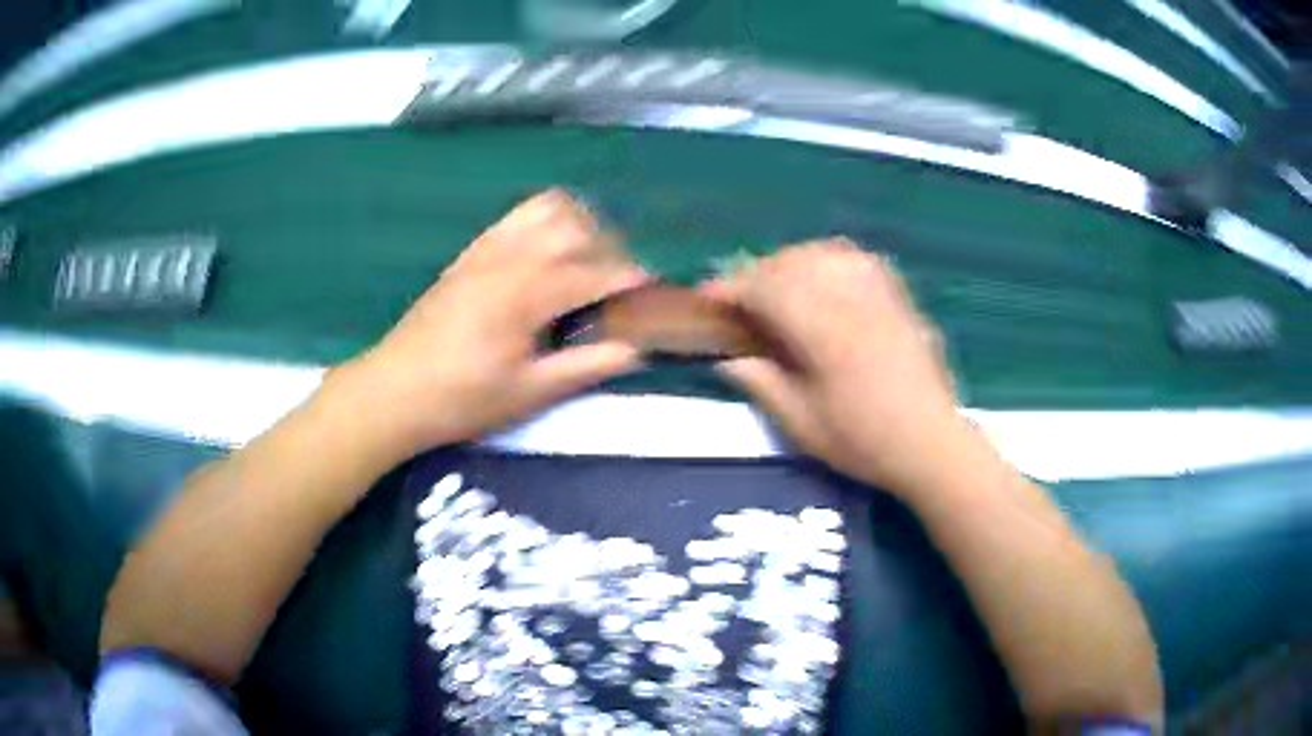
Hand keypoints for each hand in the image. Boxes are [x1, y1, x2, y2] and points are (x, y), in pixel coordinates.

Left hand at [327, 190, 646, 463]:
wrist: (394, 390)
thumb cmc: (462, 399)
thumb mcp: (528, 393)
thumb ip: (586, 366)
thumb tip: (636, 350)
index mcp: (528, 292)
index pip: (597, 271)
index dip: (633, 278)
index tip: (656, 291)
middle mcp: (512, 256)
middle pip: (579, 226)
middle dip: (611, 249)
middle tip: (619, 287)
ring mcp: (488, 248)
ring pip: (549, 208)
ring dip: (580, 224)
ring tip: (587, 261)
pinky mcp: (471, 252)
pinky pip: (518, 216)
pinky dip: (546, 220)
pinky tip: (548, 252)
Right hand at [704, 240, 972, 493]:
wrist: (930, 442)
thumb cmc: (864, 442)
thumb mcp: (802, 425)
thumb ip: (762, 384)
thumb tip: (728, 360)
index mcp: (823, 332)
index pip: (766, 288)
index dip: (731, 288)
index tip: (708, 298)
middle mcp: (850, 299)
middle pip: (792, 263)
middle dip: (757, 274)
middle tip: (739, 299)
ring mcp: (878, 293)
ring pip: (823, 253)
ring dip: (791, 262)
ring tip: (777, 285)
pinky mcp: (897, 295)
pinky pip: (855, 258)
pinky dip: (827, 259)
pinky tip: (821, 277)